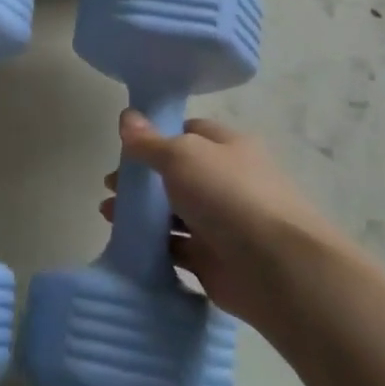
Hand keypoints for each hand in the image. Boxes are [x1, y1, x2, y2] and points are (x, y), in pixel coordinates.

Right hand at [101, 112, 337, 327]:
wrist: (276, 268)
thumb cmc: (228, 196)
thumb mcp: (181, 156)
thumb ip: (149, 141)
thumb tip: (127, 116)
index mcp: (228, 147)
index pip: (189, 131)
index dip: (157, 136)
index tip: (125, 147)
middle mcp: (227, 181)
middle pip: (177, 174)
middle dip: (142, 179)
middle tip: (110, 187)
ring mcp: (221, 222)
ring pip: (174, 212)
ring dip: (142, 212)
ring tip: (108, 215)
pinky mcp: (213, 259)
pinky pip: (176, 247)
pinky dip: (153, 244)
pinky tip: (127, 243)